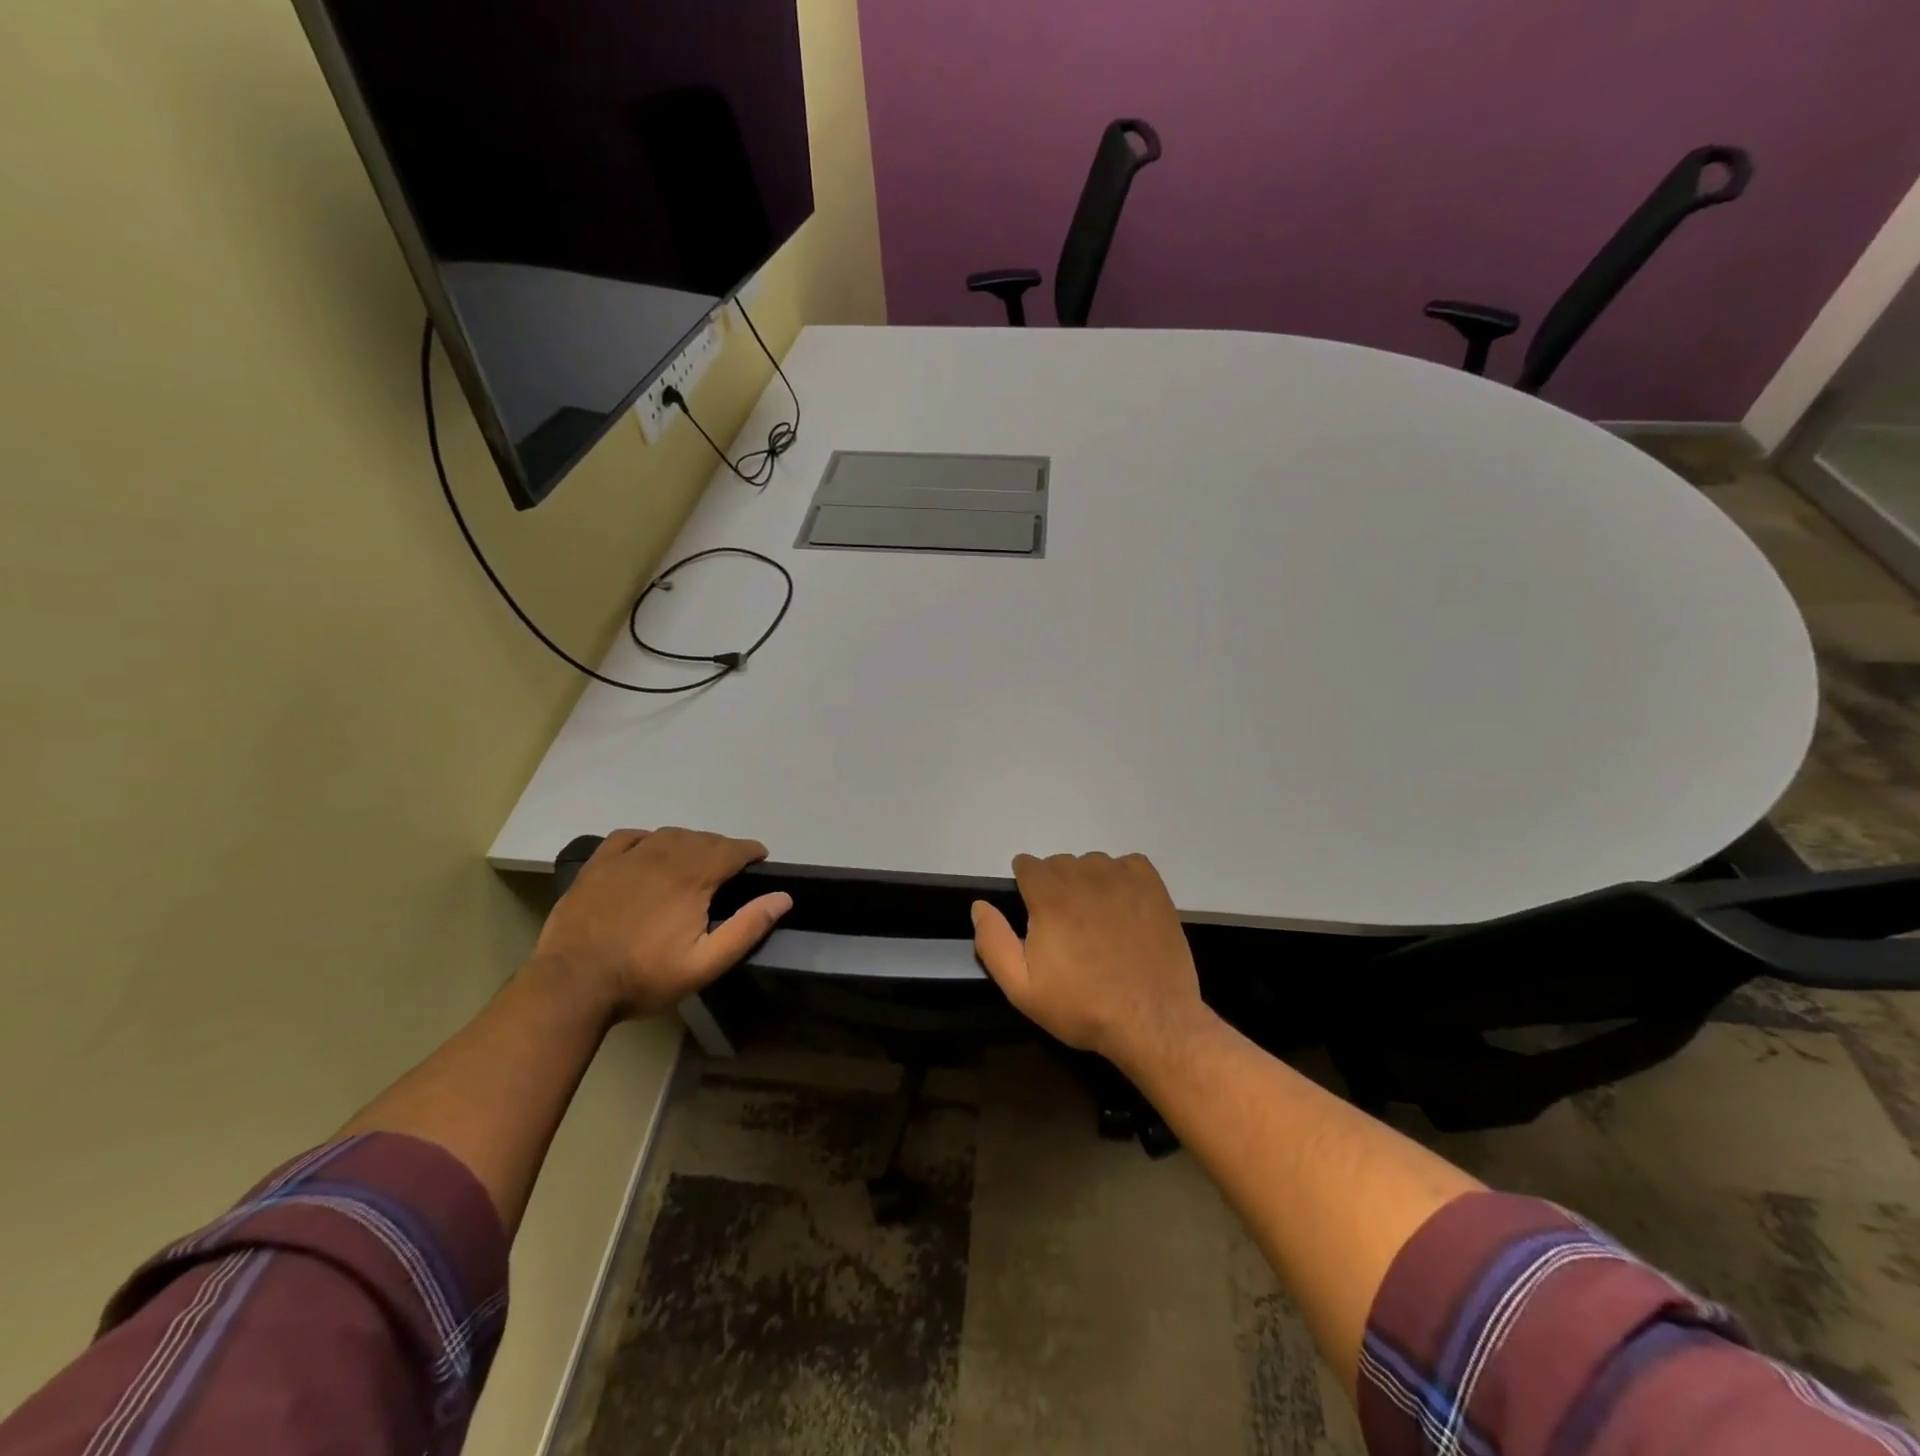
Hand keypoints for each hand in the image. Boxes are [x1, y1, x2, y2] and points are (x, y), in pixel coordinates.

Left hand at [532, 828, 791, 1018]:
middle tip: (731, 866)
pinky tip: (650, 850)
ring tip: (696, 858)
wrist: (572, 985)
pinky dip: (648, 838)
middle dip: (723, 848)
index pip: (732, 849)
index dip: (751, 851)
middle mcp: (664, 856)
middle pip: (703, 839)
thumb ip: (747, 928)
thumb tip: (783, 897)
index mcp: (693, 878)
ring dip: (690, 841)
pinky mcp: (598, 865)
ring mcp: (627, 858)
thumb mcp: (705, 964)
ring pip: (669, 834)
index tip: (760, 858)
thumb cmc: (644, 977)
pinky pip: (629, 836)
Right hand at [972, 852, 1206, 1069]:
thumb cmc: (1082, 1006)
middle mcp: (1084, 876)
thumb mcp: (1022, 987)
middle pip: (1059, 863)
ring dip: (1087, 882)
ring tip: (1096, 919)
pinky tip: (1123, 906)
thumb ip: (993, 942)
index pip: (1027, 864)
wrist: (1151, 1020)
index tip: (1034, 914)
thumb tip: (979, 906)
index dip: (1026, 887)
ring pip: (1093, 863)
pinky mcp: (1153, 887)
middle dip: (1054, 886)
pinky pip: (1128, 864)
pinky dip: (1121, 877)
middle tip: (1064, 926)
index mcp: (1049, 896)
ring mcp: (1122, 879)